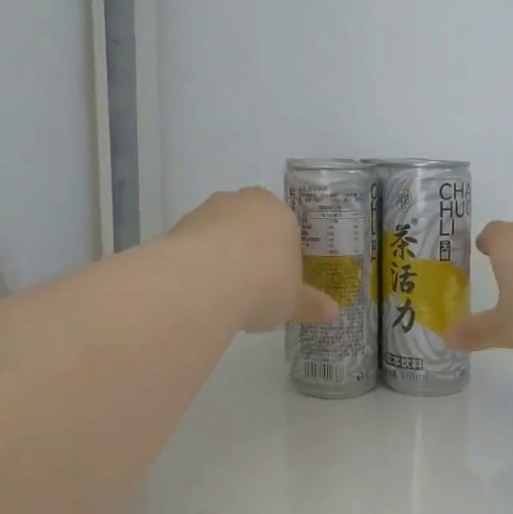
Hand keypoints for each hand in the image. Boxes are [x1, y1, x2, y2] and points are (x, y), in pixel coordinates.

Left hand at [170, 188, 339, 333]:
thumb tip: (333, 311)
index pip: (285, 224)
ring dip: (222, 254)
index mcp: (279, 212)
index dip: (282, 251)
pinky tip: (200, 290)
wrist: (205, 281)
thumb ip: (311, 304)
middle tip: (252, 284)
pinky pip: (195, 244)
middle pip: (251, 223)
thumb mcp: (293, 301)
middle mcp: (243, 201)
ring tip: (223, 293)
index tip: (278, 276)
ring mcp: (208, 210)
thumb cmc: (264, 283)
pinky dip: (198, 262)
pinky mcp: (179, 226)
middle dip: (251, 249)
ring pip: (220, 231)